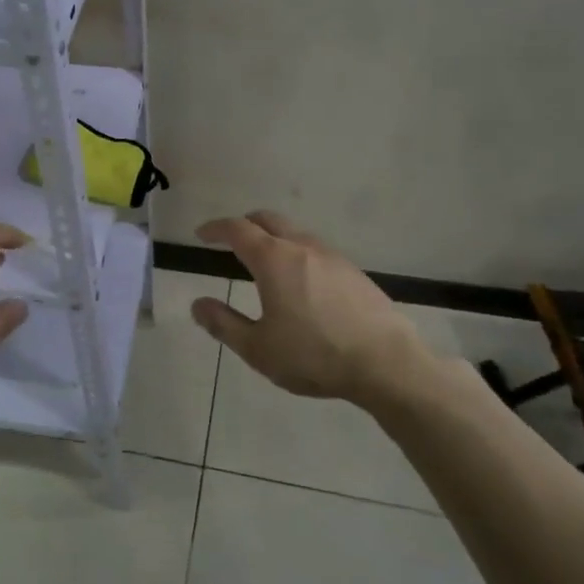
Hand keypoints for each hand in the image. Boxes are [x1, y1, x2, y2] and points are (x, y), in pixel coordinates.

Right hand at [191, 210, 430, 408]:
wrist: (386, 363)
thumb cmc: (314, 355)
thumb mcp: (258, 348)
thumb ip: (223, 323)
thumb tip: (197, 304)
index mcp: (274, 259)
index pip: (238, 229)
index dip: (216, 228)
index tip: (202, 235)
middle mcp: (302, 247)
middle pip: (268, 220)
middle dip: (245, 225)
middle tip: (230, 241)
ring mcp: (332, 256)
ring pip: (295, 233)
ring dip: (273, 238)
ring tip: (265, 263)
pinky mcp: (354, 272)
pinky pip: (316, 250)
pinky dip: (297, 253)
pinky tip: (301, 283)